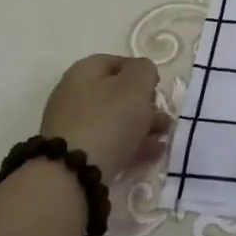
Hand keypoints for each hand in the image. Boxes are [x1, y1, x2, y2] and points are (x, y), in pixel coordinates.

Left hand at [38, 54, 170, 180]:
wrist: (73, 173)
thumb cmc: (109, 119)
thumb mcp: (136, 85)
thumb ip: (145, 70)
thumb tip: (142, 73)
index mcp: (84, 72)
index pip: (116, 62)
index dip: (141, 72)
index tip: (158, 88)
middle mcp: (73, 95)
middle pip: (116, 93)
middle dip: (145, 104)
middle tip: (164, 117)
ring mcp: (72, 126)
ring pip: (114, 120)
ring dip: (142, 126)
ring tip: (163, 137)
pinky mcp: (74, 153)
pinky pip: (108, 142)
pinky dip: (130, 144)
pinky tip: (151, 153)